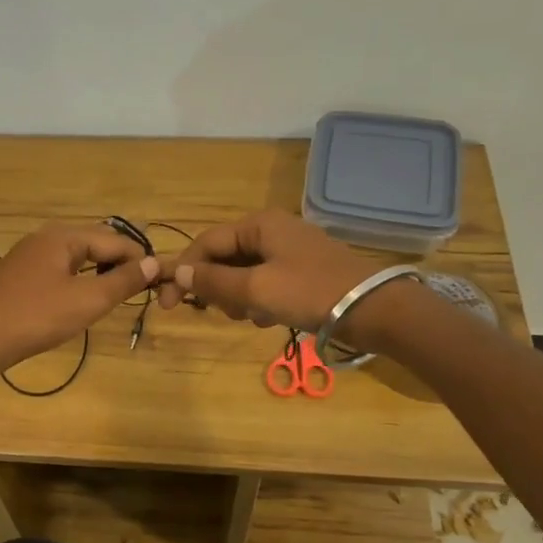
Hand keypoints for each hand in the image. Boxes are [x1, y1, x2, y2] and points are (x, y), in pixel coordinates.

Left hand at [0, 222, 159, 375]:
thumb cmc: (36, 316)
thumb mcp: (87, 300)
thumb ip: (122, 281)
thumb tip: (153, 263)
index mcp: (63, 237)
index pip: (114, 239)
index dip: (139, 258)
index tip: (159, 280)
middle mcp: (44, 238)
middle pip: (94, 243)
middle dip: (119, 262)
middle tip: (140, 288)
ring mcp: (27, 257)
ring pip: (74, 257)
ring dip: (98, 272)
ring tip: (116, 294)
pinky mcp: (17, 277)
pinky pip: (57, 270)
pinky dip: (77, 280)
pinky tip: (80, 300)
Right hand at [157, 211, 381, 339]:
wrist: (373, 309)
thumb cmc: (309, 292)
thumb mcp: (255, 289)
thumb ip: (213, 282)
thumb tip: (177, 274)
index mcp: (258, 225)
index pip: (206, 243)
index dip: (183, 271)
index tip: (169, 303)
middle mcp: (271, 231)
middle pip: (223, 258)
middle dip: (217, 288)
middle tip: (224, 312)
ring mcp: (288, 251)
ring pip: (242, 274)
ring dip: (239, 298)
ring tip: (253, 316)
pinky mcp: (300, 272)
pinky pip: (264, 283)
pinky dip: (259, 301)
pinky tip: (270, 318)